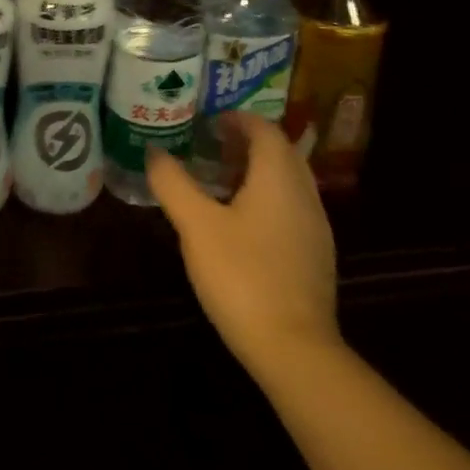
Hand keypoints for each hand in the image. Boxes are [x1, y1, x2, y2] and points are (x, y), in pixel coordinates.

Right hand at [146, 115, 340, 377]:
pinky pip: (290, 208)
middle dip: (245, 142)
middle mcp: (304, 196)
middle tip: (207, 144)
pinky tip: (237, 220)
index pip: (265, 129)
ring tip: (216, 178)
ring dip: (255, 170)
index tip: (205, 121)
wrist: (295, 351)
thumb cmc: (242, 275)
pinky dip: (265, 197)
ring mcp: (315, 230)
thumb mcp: (195, 224)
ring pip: (287, 182)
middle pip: (280, 153)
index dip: (236, 118)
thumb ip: (172, 182)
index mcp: (279, 180)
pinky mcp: (314, 258)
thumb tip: (153, 151)